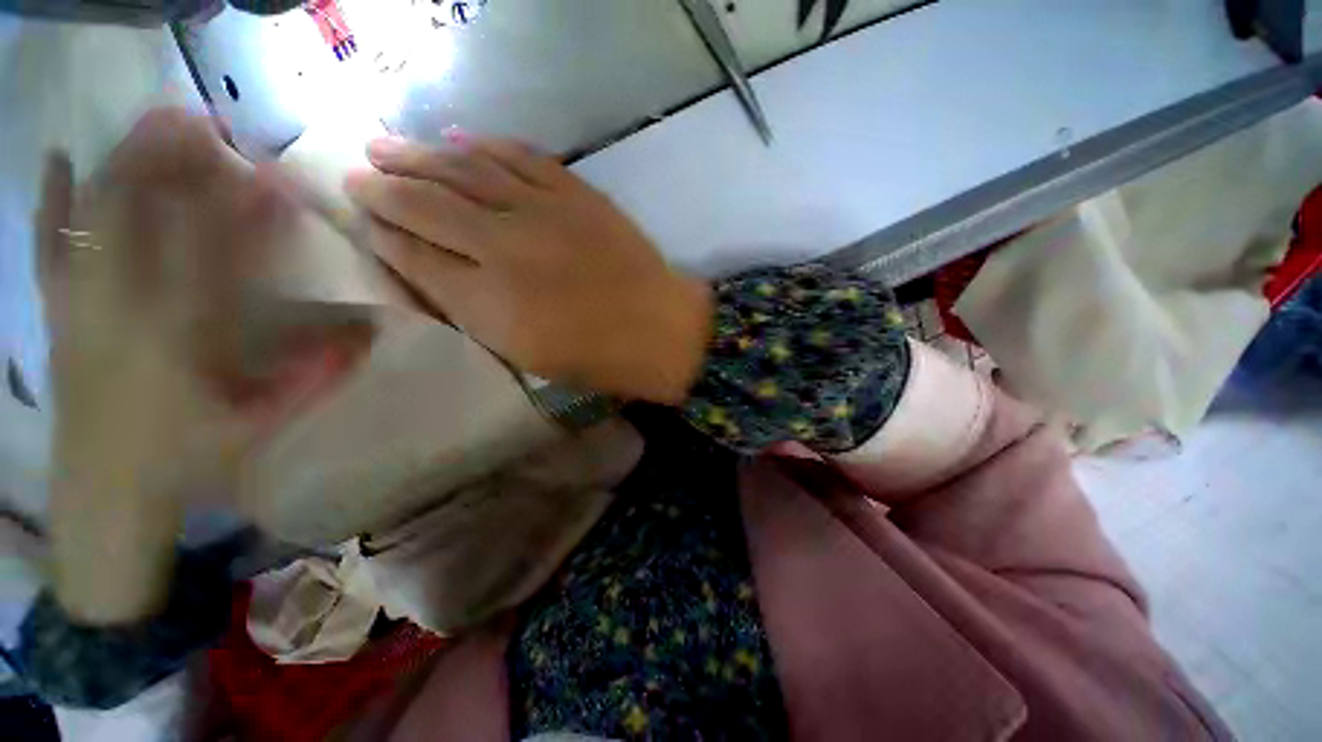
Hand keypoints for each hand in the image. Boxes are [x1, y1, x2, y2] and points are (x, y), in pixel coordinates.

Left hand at [38, 109, 363, 622]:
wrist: (106, 492)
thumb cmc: (189, 458)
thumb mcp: (263, 424)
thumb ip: (316, 377)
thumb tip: (370, 335)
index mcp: (180, 335)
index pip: (216, 252)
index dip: (247, 209)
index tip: (275, 176)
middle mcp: (123, 305)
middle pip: (143, 214)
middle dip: (172, 160)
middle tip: (204, 118)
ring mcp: (81, 303)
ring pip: (95, 216)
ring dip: (124, 161)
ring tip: (152, 120)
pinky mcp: (58, 311)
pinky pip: (48, 244)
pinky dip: (51, 199)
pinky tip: (59, 158)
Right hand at [344, 135, 712, 403]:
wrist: (659, 330)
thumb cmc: (596, 357)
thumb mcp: (523, 354)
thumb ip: (472, 311)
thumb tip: (428, 269)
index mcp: (488, 302)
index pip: (414, 256)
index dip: (382, 234)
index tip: (360, 217)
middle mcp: (505, 248)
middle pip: (427, 204)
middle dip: (384, 186)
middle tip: (356, 170)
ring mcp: (543, 213)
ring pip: (465, 169)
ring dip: (419, 153)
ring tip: (386, 144)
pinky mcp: (577, 194)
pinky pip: (520, 157)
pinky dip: (483, 145)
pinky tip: (460, 139)